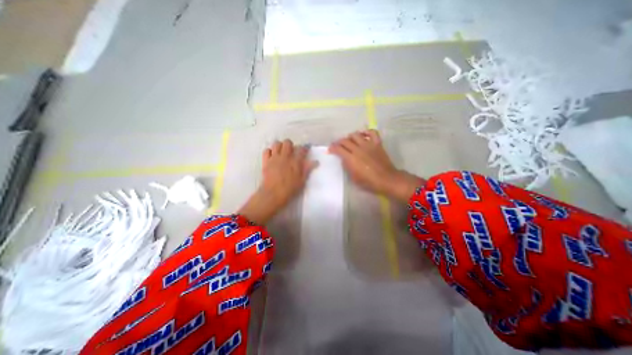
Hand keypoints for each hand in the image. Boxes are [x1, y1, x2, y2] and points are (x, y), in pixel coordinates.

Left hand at [239, 139, 315, 223]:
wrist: (273, 194)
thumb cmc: (289, 189)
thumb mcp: (302, 180)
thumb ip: (307, 169)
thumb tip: (316, 162)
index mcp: (295, 161)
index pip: (302, 149)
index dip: (305, 148)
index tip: (305, 149)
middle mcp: (285, 157)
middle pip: (287, 142)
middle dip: (290, 145)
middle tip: (291, 151)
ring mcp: (274, 158)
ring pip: (276, 144)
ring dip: (279, 146)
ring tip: (281, 152)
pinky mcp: (266, 161)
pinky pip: (266, 150)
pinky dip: (269, 151)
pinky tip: (272, 156)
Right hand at [329, 130, 426, 201]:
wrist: (386, 179)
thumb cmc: (369, 182)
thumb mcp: (354, 178)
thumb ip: (347, 167)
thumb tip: (345, 159)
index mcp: (351, 158)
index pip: (338, 149)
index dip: (332, 148)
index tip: (330, 149)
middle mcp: (358, 149)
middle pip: (345, 140)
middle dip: (339, 142)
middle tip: (338, 145)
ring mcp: (368, 145)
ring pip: (356, 134)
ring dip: (350, 137)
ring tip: (349, 140)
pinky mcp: (377, 144)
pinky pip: (372, 132)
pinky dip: (367, 131)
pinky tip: (363, 135)